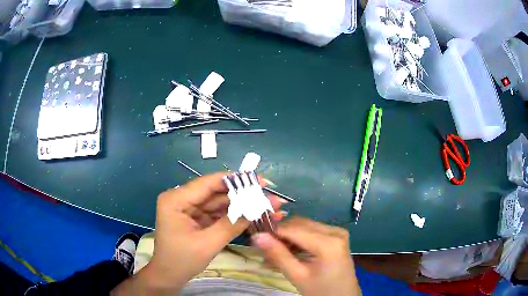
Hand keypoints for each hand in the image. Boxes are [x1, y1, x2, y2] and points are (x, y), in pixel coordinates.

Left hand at [112, 172, 284, 294]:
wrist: (169, 276)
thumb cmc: (182, 260)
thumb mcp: (207, 243)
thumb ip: (231, 224)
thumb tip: (257, 207)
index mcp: (176, 199)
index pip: (208, 183)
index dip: (235, 180)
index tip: (260, 181)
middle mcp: (182, 199)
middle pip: (216, 192)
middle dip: (243, 195)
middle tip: (269, 195)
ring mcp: (190, 209)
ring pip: (220, 202)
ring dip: (242, 205)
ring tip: (267, 206)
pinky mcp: (197, 218)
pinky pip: (218, 213)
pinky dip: (235, 215)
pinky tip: (253, 215)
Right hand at [252, 217, 360, 295]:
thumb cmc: (321, 291)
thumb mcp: (298, 276)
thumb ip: (278, 255)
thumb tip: (257, 236)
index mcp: (328, 243)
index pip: (293, 229)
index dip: (272, 230)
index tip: (254, 236)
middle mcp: (335, 231)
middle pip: (299, 224)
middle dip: (280, 234)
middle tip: (263, 248)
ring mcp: (337, 232)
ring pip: (304, 226)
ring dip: (288, 237)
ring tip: (274, 254)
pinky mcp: (336, 236)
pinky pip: (312, 231)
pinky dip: (298, 240)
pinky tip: (288, 252)